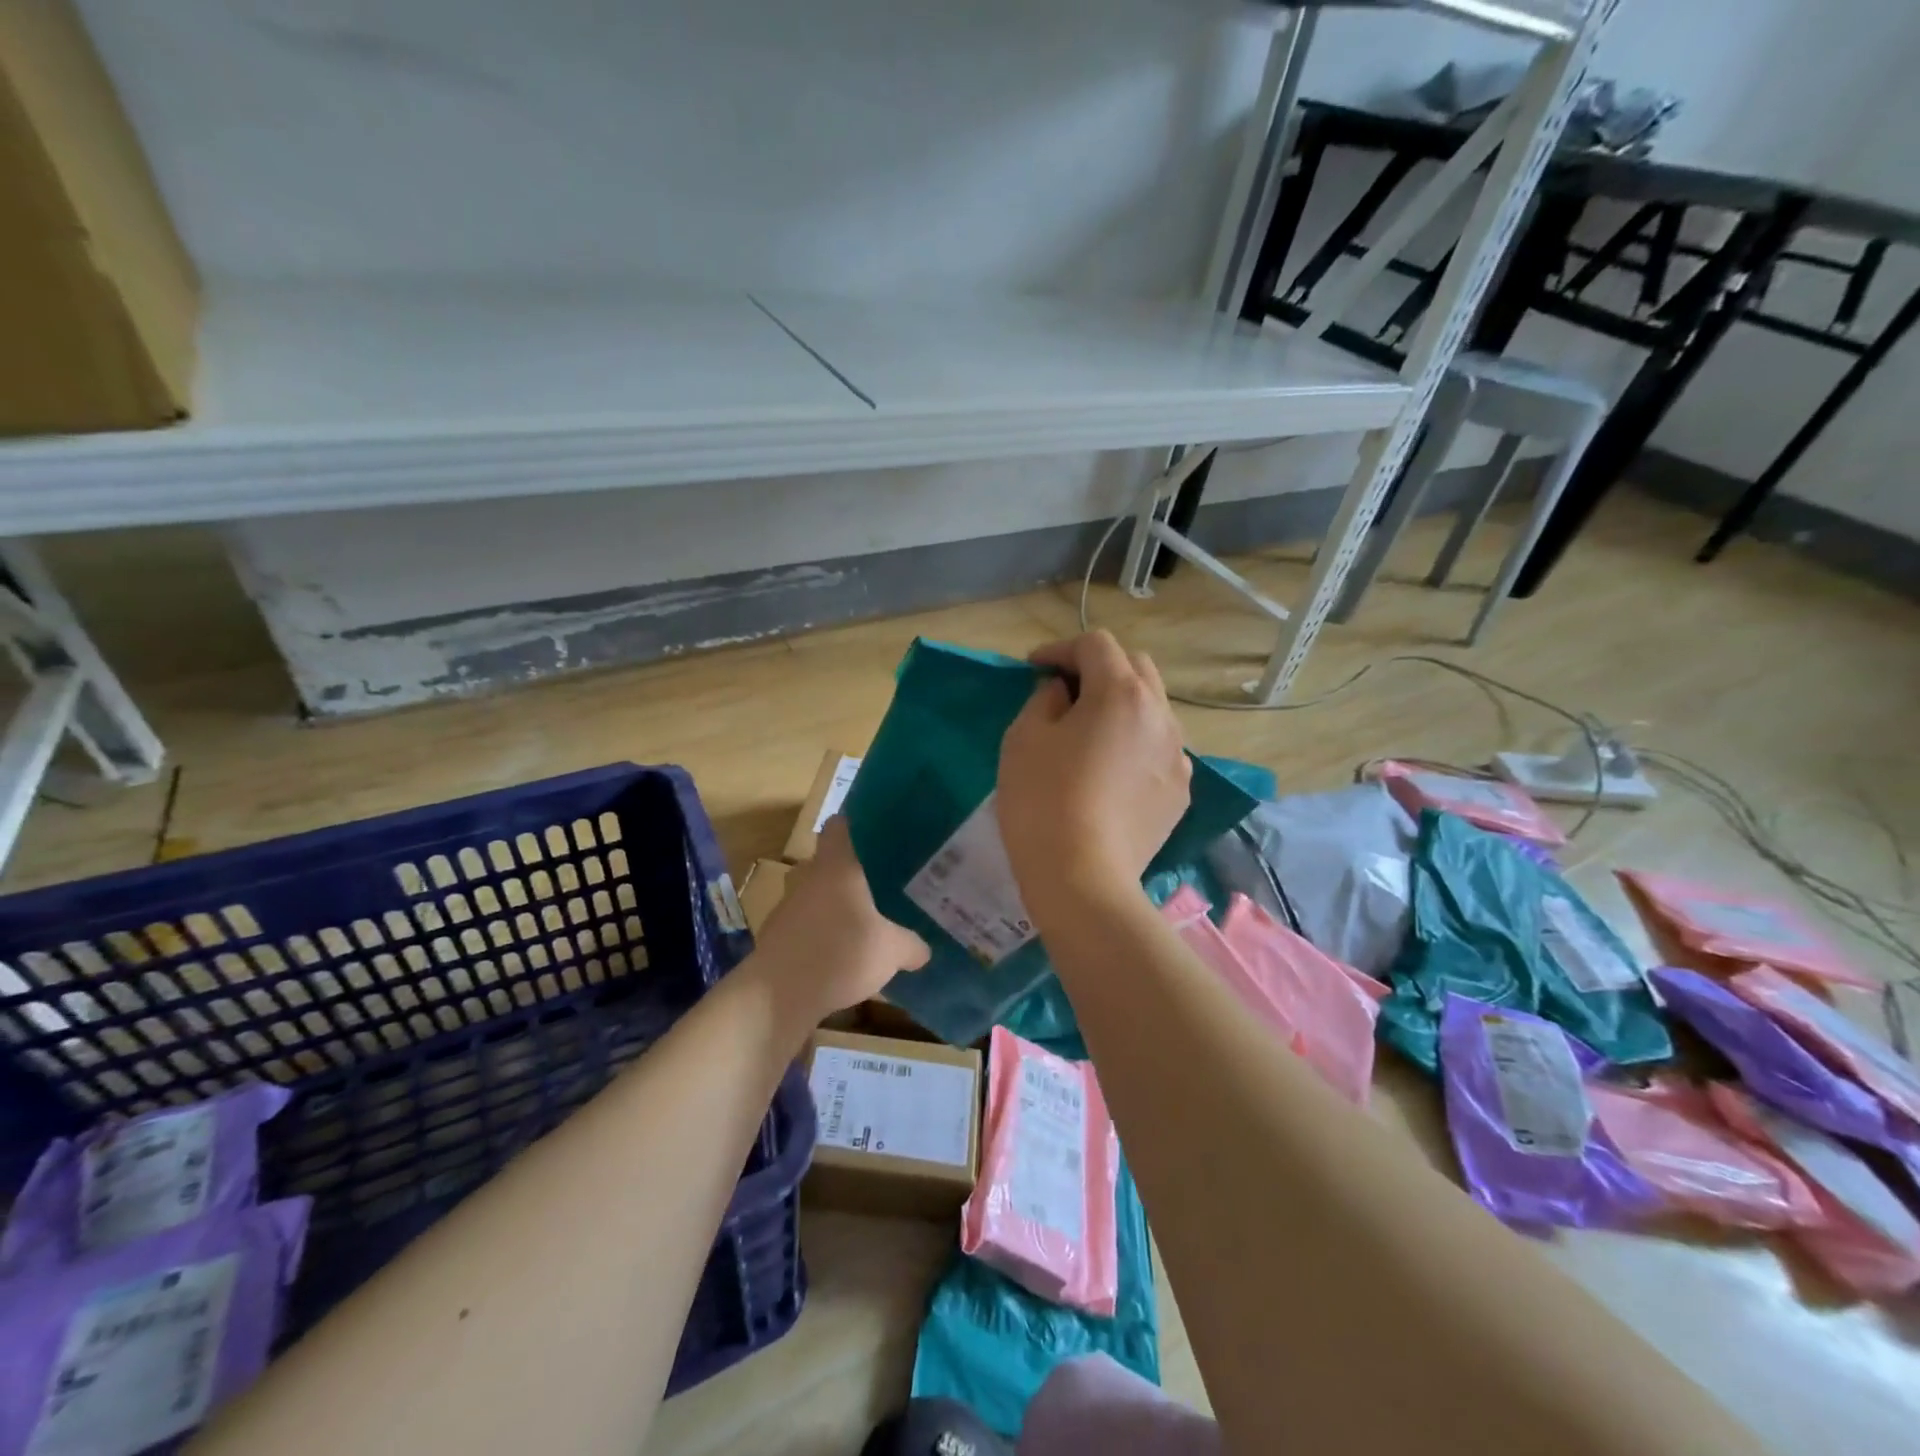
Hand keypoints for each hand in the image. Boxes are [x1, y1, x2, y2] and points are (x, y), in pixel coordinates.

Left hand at [752, 817, 929, 1020]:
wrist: (779, 995)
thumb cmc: (841, 953)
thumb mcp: (891, 951)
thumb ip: (910, 945)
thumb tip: (924, 950)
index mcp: (836, 866)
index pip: (838, 827)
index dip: (853, 825)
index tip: (872, 833)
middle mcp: (807, 878)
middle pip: (823, 862)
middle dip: (844, 872)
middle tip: (873, 884)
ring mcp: (786, 907)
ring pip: (811, 895)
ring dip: (828, 906)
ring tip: (856, 923)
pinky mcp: (774, 937)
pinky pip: (801, 925)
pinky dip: (815, 934)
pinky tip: (834, 956)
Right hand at [996, 631, 1190, 918]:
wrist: (1082, 877)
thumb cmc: (1042, 800)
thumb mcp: (1024, 738)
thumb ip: (1044, 699)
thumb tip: (1062, 693)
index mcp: (1121, 692)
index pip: (1096, 644)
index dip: (1060, 649)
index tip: (1033, 669)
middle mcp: (1161, 714)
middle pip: (1135, 667)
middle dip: (1098, 668)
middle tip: (1064, 692)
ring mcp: (1177, 755)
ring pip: (1153, 708)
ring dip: (1121, 704)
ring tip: (1090, 731)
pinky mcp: (1180, 791)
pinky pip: (1160, 748)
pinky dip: (1136, 743)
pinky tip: (1112, 771)